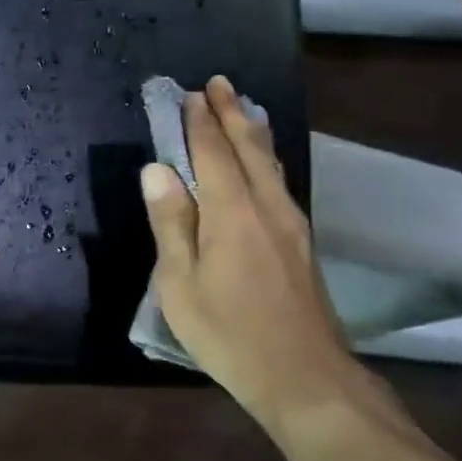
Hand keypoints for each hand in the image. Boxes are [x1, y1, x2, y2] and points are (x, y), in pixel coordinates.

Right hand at [140, 77, 369, 424]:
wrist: (304, 377)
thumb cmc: (230, 334)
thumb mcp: (180, 285)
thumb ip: (171, 223)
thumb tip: (156, 170)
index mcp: (232, 213)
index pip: (212, 153)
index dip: (199, 122)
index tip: (189, 93)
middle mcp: (266, 206)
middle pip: (248, 147)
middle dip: (231, 113)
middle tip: (219, 83)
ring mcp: (290, 223)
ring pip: (269, 163)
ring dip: (252, 130)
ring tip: (242, 107)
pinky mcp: (300, 242)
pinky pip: (278, 181)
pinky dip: (264, 157)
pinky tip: (263, 161)